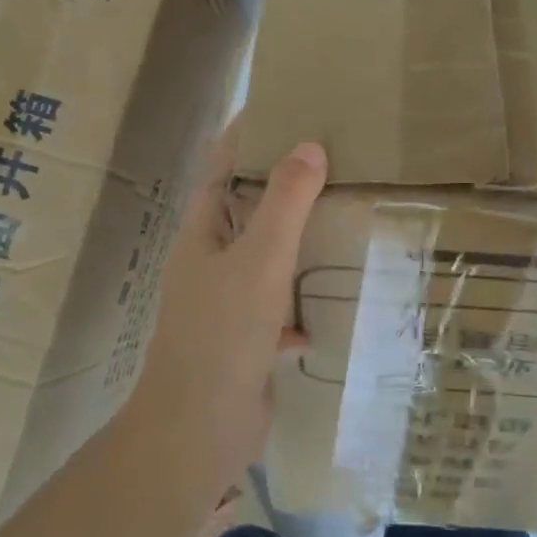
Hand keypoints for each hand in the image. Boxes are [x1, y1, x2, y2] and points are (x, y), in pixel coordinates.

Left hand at [140, 126, 327, 490]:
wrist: (198, 430)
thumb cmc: (222, 333)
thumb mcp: (259, 260)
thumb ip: (285, 203)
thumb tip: (309, 146)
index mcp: (203, 233)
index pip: (221, 167)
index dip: (245, 135)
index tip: (282, 107)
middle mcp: (209, 262)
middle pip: (245, 210)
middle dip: (280, 186)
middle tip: (329, 160)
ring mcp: (224, 303)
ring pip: (263, 260)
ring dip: (293, 244)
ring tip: (338, 221)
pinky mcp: (242, 340)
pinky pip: (275, 310)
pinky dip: (296, 306)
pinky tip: (323, 312)